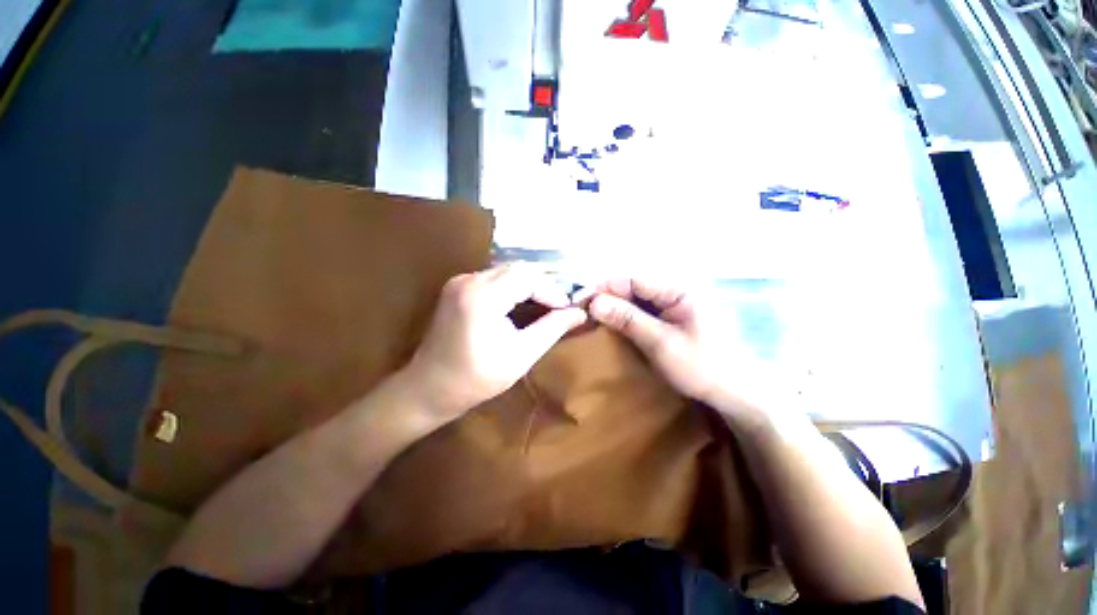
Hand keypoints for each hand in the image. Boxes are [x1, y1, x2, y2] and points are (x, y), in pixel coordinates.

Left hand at [403, 264, 586, 421]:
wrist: (429, 387)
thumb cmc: (476, 379)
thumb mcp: (521, 355)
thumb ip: (552, 329)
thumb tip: (580, 313)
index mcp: (482, 297)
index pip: (528, 277)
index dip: (553, 290)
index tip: (568, 309)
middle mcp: (469, 280)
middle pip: (518, 269)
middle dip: (544, 285)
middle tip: (561, 306)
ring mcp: (460, 281)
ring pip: (507, 271)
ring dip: (530, 285)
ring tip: (547, 304)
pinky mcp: (458, 286)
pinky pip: (494, 277)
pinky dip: (514, 286)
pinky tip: (523, 302)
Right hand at [587, 278, 786, 421]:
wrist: (737, 393)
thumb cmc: (703, 366)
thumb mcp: (661, 343)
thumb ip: (628, 319)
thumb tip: (594, 302)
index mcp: (679, 290)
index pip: (633, 279)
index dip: (605, 286)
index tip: (580, 298)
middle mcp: (676, 292)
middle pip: (634, 287)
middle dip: (607, 296)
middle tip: (582, 309)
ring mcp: (674, 306)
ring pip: (636, 299)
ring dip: (615, 307)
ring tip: (591, 316)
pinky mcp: (672, 319)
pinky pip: (643, 311)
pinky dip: (626, 316)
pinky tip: (612, 324)